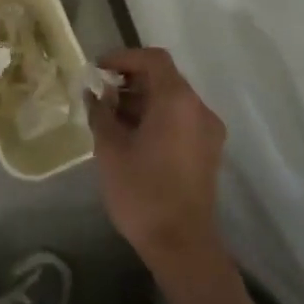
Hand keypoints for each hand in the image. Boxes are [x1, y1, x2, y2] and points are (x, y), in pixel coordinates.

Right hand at [89, 47, 227, 278]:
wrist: (182, 245)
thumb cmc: (142, 191)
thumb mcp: (110, 149)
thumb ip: (101, 113)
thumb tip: (95, 94)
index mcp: (177, 100)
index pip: (153, 59)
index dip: (123, 58)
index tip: (98, 70)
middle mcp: (199, 108)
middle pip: (165, 78)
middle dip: (130, 81)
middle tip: (100, 96)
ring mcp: (208, 131)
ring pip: (173, 101)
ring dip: (143, 101)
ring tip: (111, 119)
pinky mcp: (208, 152)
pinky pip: (181, 120)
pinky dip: (157, 118)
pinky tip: (132, 138)